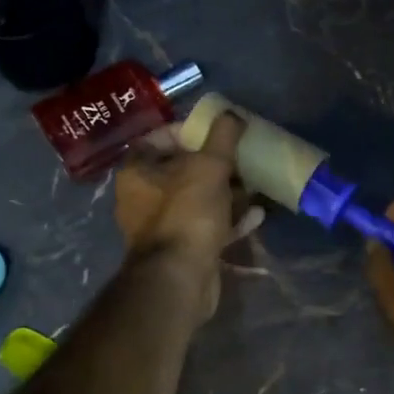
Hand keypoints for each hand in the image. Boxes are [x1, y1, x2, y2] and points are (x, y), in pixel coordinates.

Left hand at [114, 114, 261, 319]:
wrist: (180, 278)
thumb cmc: (188, 213)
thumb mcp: (209, 166)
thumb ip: (223, 136)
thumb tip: (232, 114)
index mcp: (137, 172)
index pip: (158, 138)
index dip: (188, 130)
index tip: (217, 131)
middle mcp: (142, 197)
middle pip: (181, 170)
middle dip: (215, 163)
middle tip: (242, 158)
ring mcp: (161, 226)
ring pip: (197, 199)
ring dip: (226, 192)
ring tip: (254, 185)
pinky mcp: (181, 248)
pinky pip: (206, 225)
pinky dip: (229, 219)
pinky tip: (256, 215)